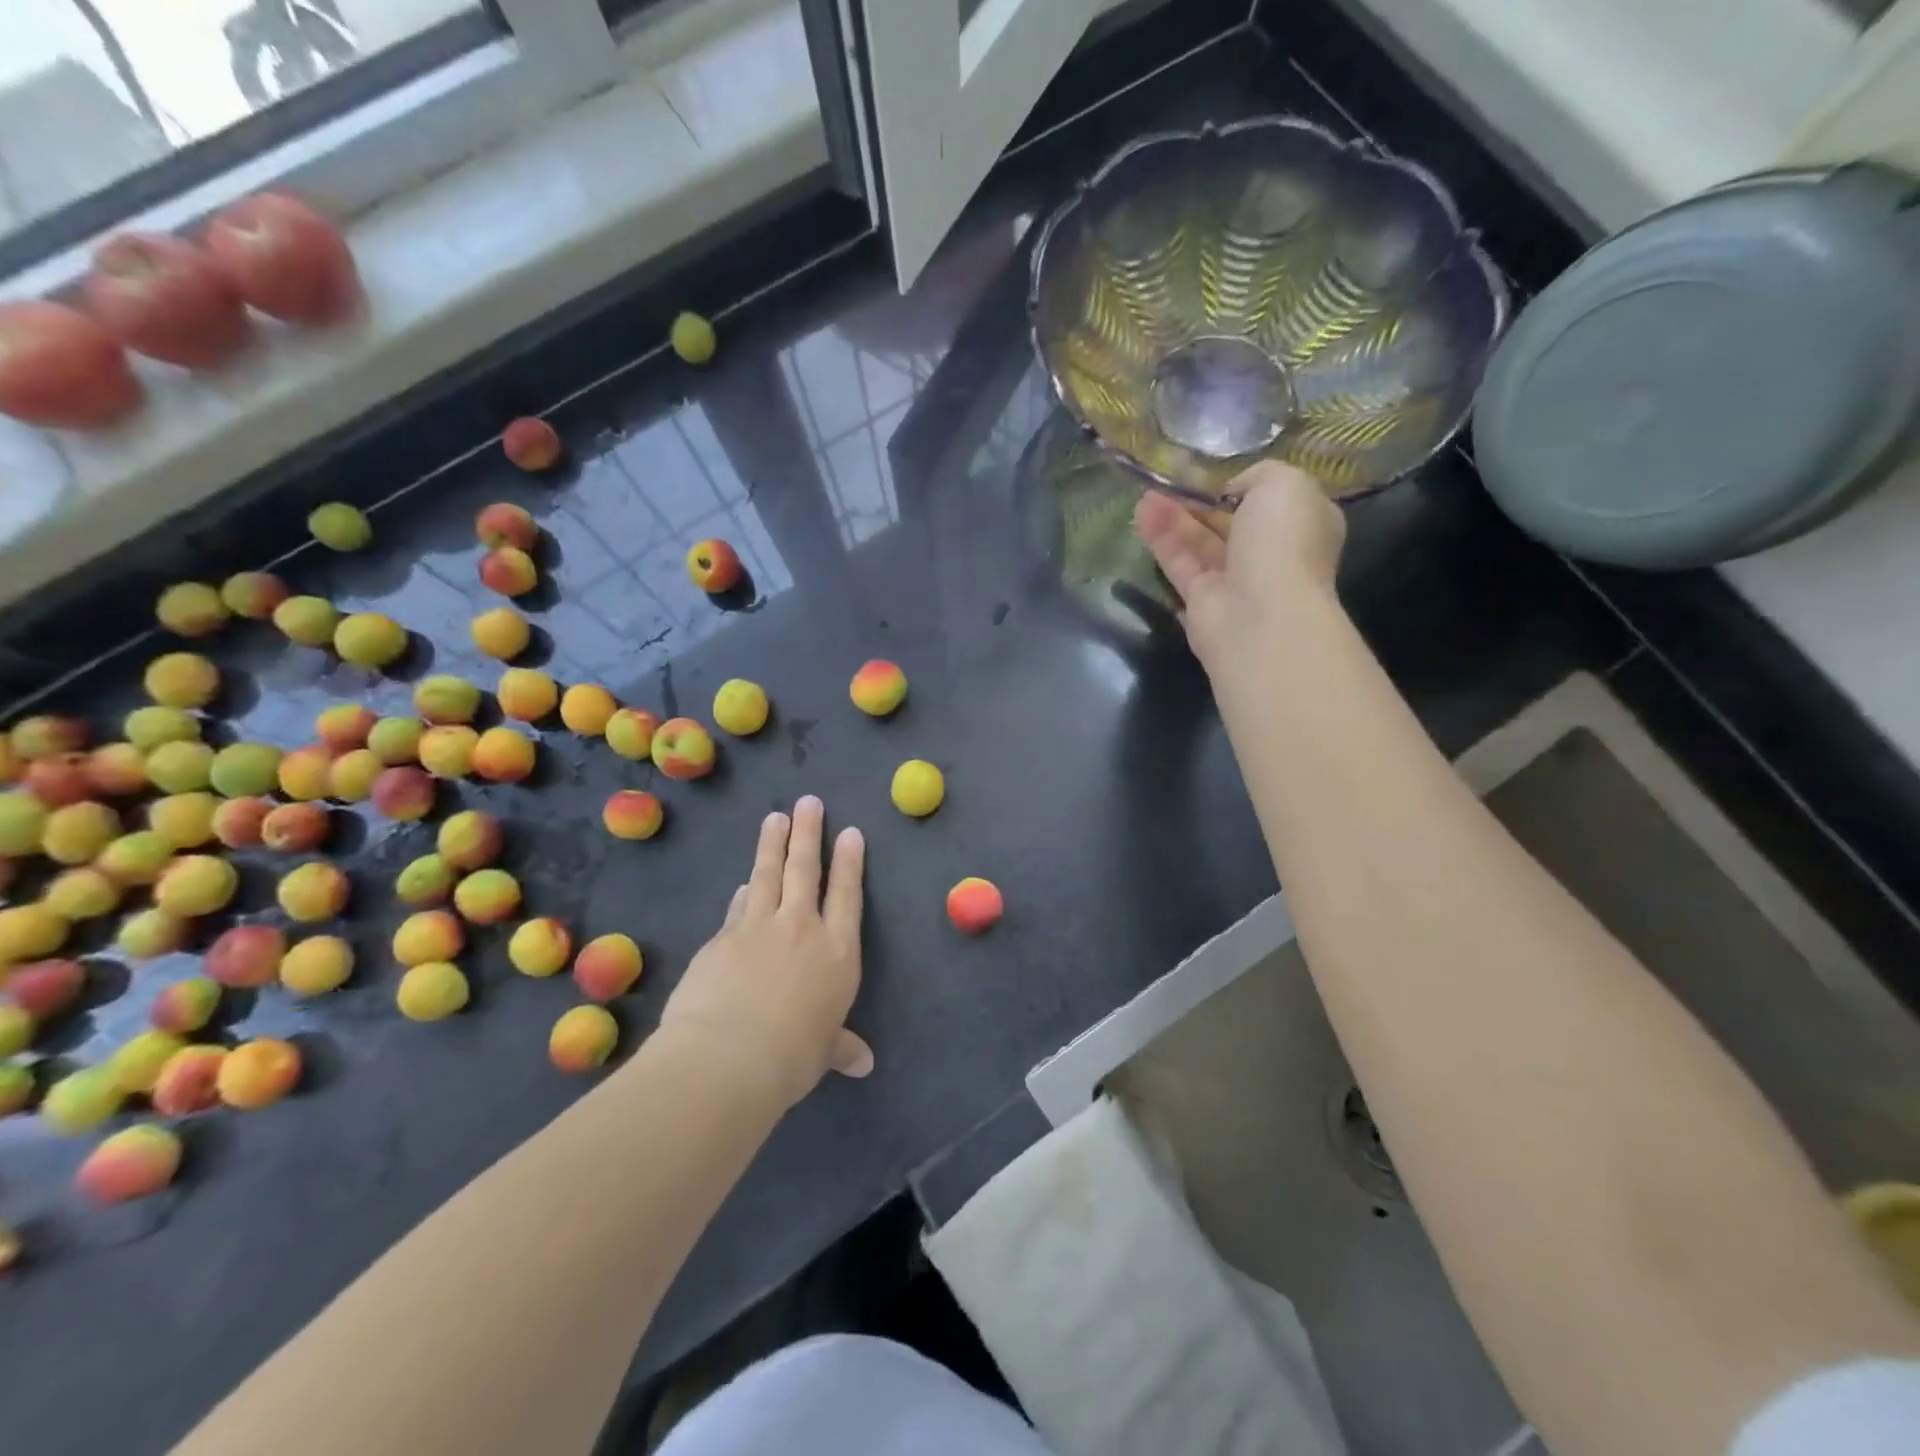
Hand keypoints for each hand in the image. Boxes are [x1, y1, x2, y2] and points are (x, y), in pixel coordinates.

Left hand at [660, 796, 871, 1110]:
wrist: (726, 1058)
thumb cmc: (791, 1058)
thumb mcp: (823, 1052)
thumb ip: (841, 1047)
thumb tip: (864, 1064)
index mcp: (837, 952)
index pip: (847, 894)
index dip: (850, 862)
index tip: (850, 832)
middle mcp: (802, 928)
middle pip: (806, 869)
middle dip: (809, 832)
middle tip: (809, 801)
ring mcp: (758, 927)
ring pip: (768, 874)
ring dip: (773, 844)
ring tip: (775, 817)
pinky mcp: (722, 937)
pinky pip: (738, 907)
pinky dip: (744, 892)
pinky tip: (743, 884)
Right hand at [1133, 461, 1345, 669]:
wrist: (1262, 616)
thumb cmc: (1282, 542)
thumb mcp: (1284, 483)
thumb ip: (1259, 474)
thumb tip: (1232, 491)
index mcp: (1302, 523)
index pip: (1269, 499)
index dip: (1238, 483)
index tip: (1210, 469)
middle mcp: (1271, 553)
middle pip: (1229, 521)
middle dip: (1199, 499)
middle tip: (1168, 477)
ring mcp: (1235, 579)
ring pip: (1200, 541)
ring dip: (1173, 516)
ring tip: (1145, 493)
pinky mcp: (1201, 599)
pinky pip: (1180, 563)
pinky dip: (1161, 538)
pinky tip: (1141, 514)